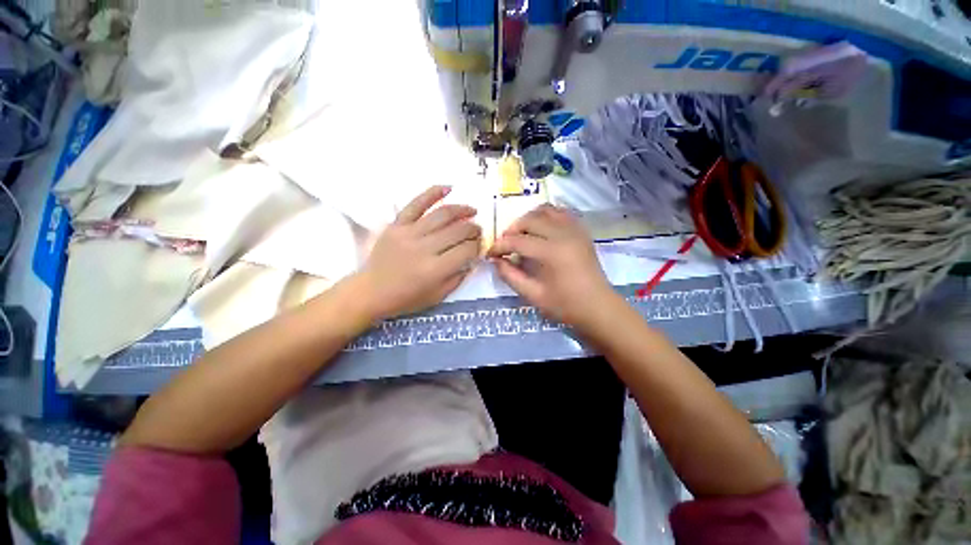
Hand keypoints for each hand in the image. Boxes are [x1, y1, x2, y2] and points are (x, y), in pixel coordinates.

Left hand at [354, 186, 480, 320]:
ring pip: (442, 215)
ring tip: (472, 210)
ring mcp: (409, 233)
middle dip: (473, 229)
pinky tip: (448, 188)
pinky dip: (432, 193)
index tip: (480, 246)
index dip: (478, 246)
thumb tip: (472, 259)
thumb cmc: (406, 298)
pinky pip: (416, 204)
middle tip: (478, 230)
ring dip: (461, 210)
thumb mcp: (438, 296)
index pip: (466, 250)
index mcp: (435, 269)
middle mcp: (424, 248)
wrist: (371, 291)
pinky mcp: (397, 225)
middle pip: (457, 231)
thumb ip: (458, 278)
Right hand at [488, 204, 617, 330]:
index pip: (517, 241)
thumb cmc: (566, 305)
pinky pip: (560, 213)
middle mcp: (564, 234)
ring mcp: (575, 230)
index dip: (500, 246)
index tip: (490, 254)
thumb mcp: (533, 295)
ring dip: (528, 219)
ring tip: (521, 235)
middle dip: (512, 230)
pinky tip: (540, 229)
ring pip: (545, 210)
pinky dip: (545, 216)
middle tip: (505, 245)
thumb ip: (511, 276)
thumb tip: (496, 260)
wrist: (599, 307)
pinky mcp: (581, 231)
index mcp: (552, 252)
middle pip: (530, 220)